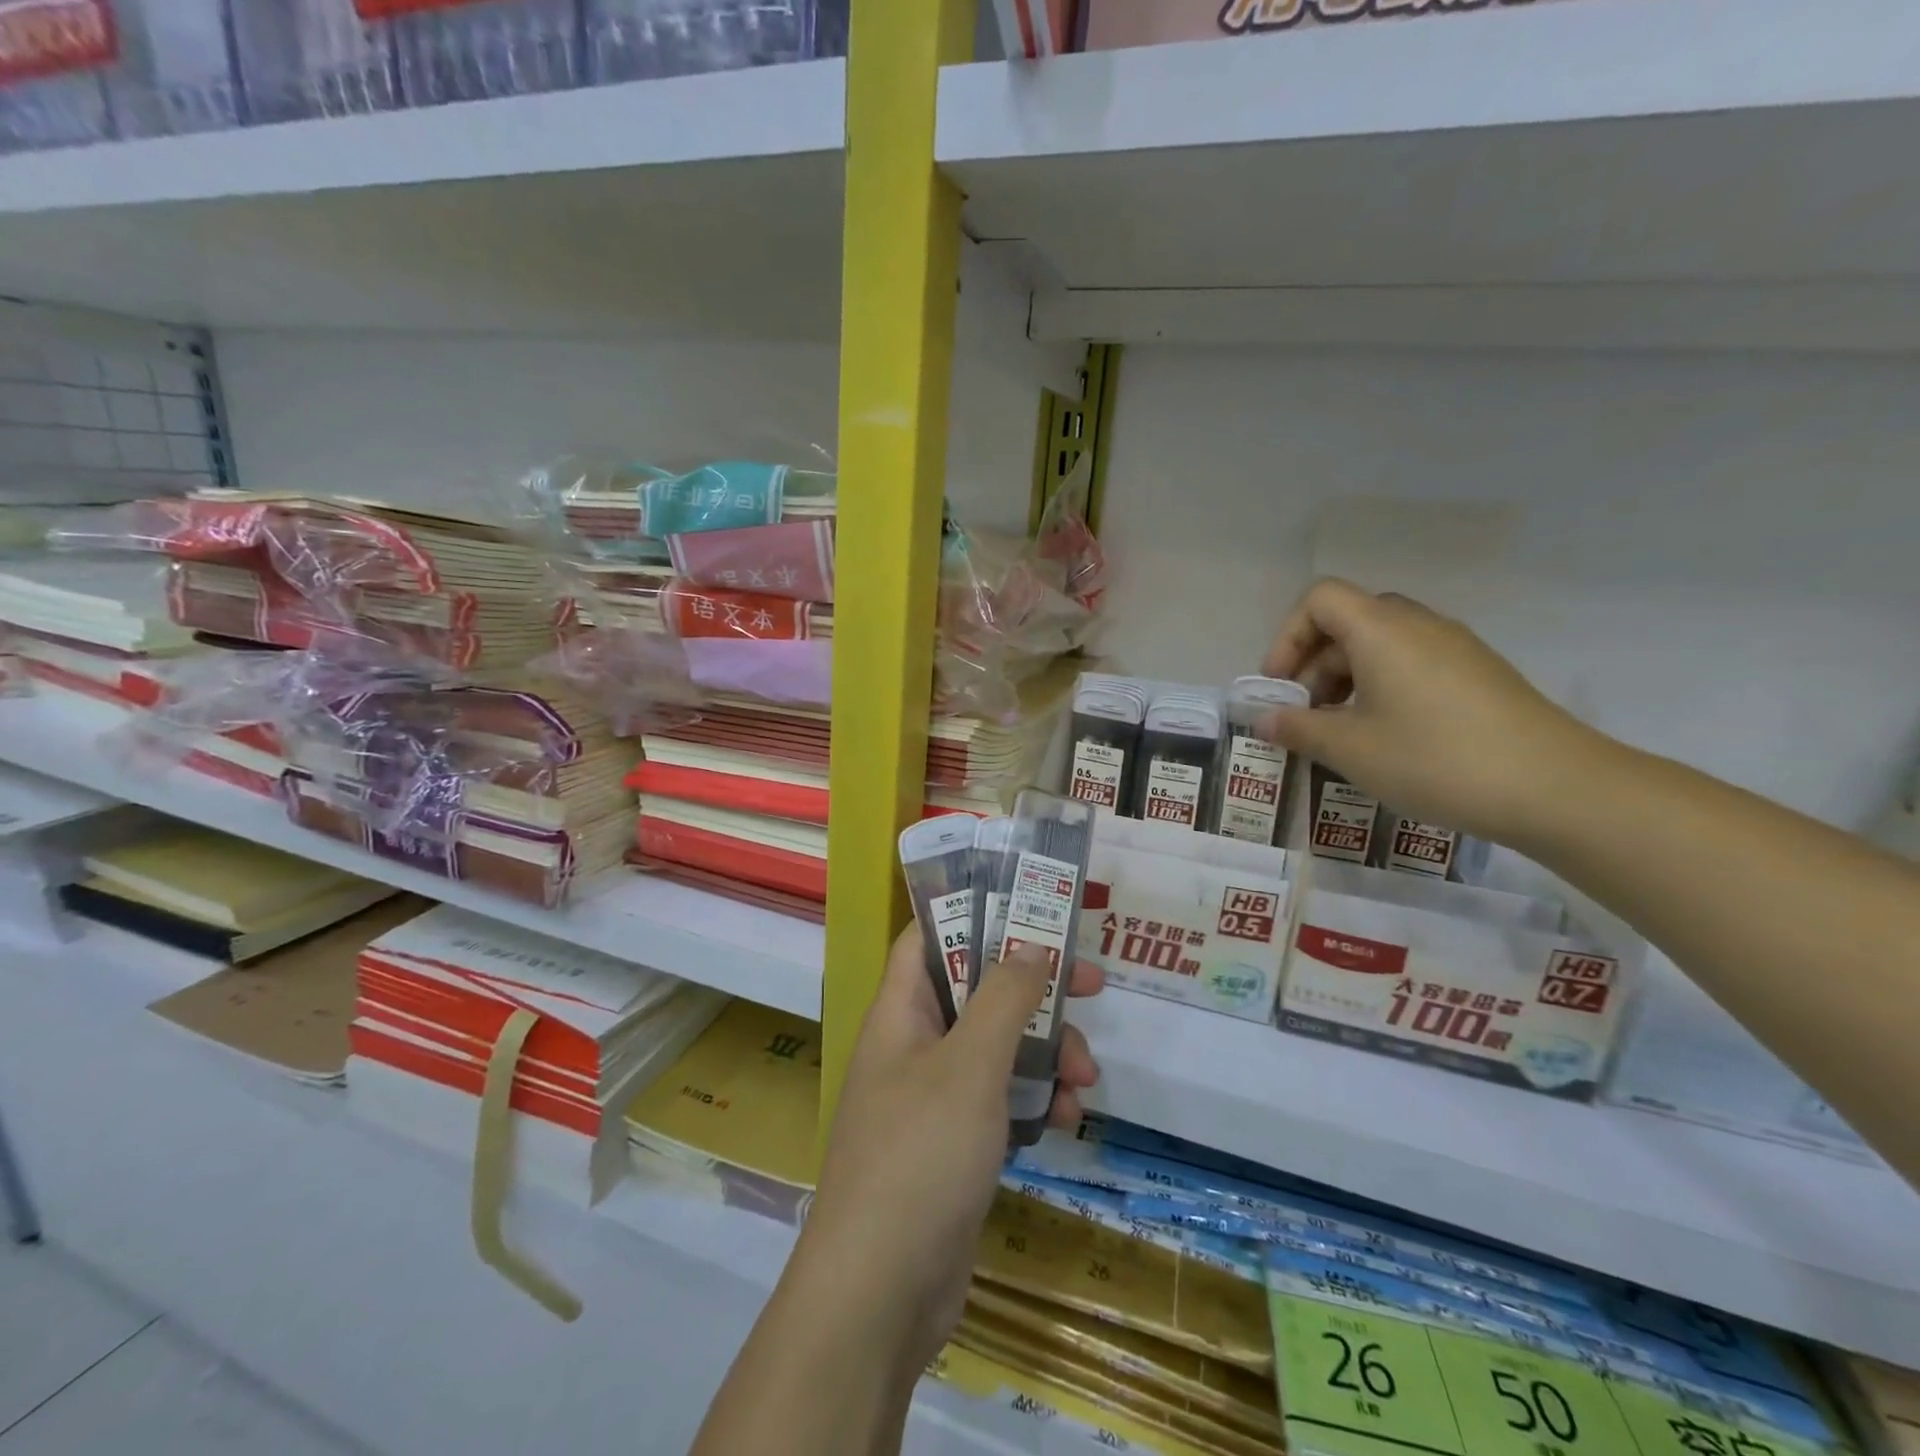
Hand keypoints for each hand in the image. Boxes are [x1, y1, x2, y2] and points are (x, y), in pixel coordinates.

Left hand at [797, 928, 1102, 1374]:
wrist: (880, 1294)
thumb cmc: (920, 1156)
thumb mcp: (970, 1066)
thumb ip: (1004, 998)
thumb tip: (1032, 944)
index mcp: (901, 1011)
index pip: (930, 936)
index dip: (976, 913)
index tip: (1033, 909)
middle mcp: (915, 1044)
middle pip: (978, 990)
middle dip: (1034, 988)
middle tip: (1091, 984)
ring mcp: (934, 1096)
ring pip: (998, 1047)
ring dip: (1045, 1052)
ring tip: (1085, 1077)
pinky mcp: (955, 1143)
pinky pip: (1001, 1100)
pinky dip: (1034, 1101)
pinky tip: (1065, 1119)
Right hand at [1261, 578, 1603, 846]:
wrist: (1557, 788)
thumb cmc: (1435, 759)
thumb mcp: (1351, 750)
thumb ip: (1298, 728)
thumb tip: (1265, 719)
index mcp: (1381, 630)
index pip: (1319, 599)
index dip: (1287, 637)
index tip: (1281, 687)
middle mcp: (1419, 626)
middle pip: (1348, 621)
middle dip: (1314, 664)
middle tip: (1306, 714)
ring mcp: (1455, 648)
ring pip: (1381, 645)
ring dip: (1346, 680)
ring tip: (1342, 733)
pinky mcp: (1479, 674)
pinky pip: (1413, 664)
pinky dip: (1382, 689)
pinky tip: (1386, 738)